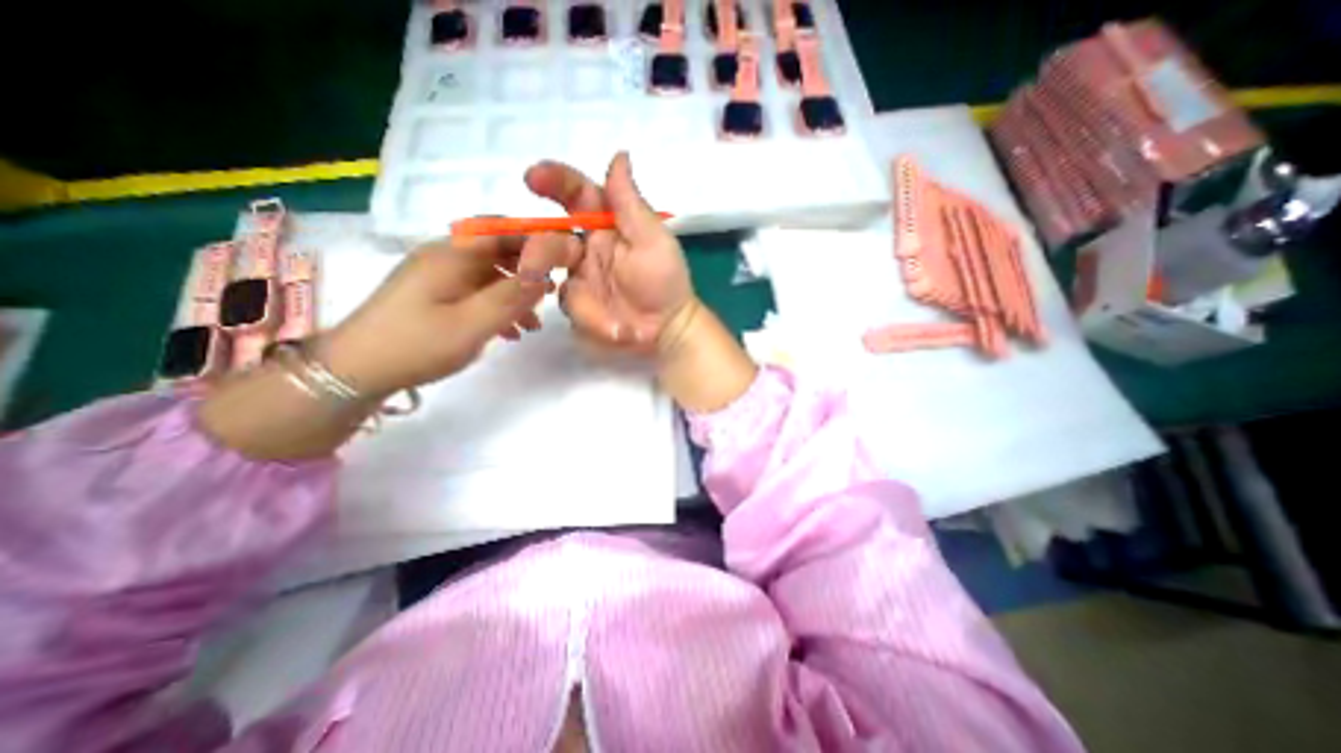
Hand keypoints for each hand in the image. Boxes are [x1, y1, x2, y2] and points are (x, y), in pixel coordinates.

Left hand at [325, 233, 577, 396]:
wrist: (356, 370)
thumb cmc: (418, 343)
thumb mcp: (474, 322)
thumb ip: (512, 296)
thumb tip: (546, 272)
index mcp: (453, 254)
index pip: (503, 229)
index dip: (536, 238)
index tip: (564, 258)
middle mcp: (445, 256)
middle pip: (497, 250)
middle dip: (529, 269)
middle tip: (553, 293)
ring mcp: (437, 276)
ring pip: (489, 274)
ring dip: (515, 293)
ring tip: (535, 322)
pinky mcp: (433, 295)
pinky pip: (475, 291)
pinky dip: (497, 305)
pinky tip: (510, 331)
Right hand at [525, 152, 753, 411]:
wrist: (667, 330)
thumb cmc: (664, 281)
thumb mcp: (652, 240)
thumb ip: (630, 203)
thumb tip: (619, 155)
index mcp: (609, 225)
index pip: (577, 195)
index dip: (555, 181)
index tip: (532, 178)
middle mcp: (587, 247)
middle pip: (550, 234)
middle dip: (539, 241)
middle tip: (537, 259)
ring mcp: (579, 277)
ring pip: (546, 267)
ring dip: (543, 270)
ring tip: (548, 283)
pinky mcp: (577, 305)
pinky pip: (564, 301)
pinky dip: (578, 309)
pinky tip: (597, 319)